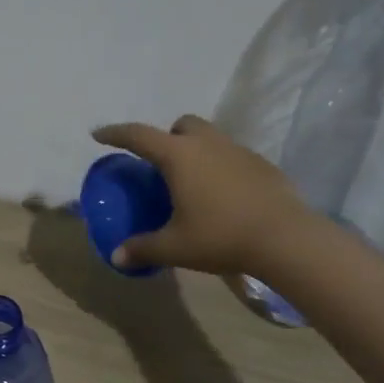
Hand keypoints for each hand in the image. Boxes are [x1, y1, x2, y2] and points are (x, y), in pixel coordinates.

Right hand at [91, 115, 311, 276]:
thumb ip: (143, 248)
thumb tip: (117, 257)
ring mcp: (239, 151)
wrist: (285, 238)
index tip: (99, 134)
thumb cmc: (220, 236)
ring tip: (192, 183)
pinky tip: (223, 197)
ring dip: (196, 151)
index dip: (115, 133)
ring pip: (210, 138)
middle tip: (161, 165)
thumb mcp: (175, 247)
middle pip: (182, 125)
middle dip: (167, 137)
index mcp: (179, 156)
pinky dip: (220, 167)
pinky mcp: (262, 165)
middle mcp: (208, 144)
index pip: (138, 135)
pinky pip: (232, 156)